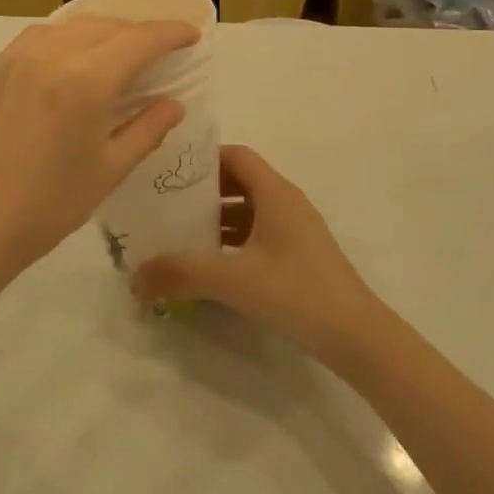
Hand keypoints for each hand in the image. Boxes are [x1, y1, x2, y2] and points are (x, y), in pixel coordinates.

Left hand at [0, 17, 196, 278]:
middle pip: (109, 27)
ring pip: (75, 25)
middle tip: (162, 50)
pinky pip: (43, 35)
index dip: (171, 33)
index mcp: (86, 80)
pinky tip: (76, 58)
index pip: (140, 40)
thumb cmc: (49, 205)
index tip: (192, 35)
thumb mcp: (109, 170)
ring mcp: (19, 56)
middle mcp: (53, 54)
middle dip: (141, 32)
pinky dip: (70, 36)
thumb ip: (147, 129)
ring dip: (106, 31)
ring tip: (122, 51)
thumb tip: (174, 104)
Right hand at [131, 146, 376, 360]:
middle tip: (167, 203)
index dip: (205, 158)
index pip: (237, 156)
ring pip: (249, 212)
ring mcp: (296, 232)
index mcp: (276, 193)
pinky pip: (258, 236)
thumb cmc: (298, 292)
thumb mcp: (235, 280)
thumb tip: (135, 276)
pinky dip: (233, 242)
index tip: (171, 170)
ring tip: (180, 235)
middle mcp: (287, 203)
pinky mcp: (299, 258)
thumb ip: (183, 274)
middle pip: (240, 182)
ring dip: (217, 219)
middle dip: (204, 191)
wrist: (358, 338)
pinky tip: (211, 267)